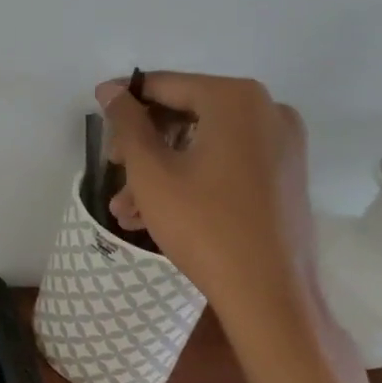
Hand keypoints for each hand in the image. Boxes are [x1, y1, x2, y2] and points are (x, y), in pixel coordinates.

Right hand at [96, 72, 316, 322]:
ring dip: (160, 169)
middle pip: (185, 114)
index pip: (166, 86)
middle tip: (112, 170)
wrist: (270, 296)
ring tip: (125, 207)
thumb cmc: (203, 225)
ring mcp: (281, 144)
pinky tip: (154, 212)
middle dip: (142, 145)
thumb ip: (127, 123)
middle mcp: (267, 110)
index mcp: (235, 99)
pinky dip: (190, 178)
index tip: (97, 116)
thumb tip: (111, 91)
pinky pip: (225, 162)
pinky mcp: (284, 174)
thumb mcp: (150, 171)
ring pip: (202, 143)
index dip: (125, 100)